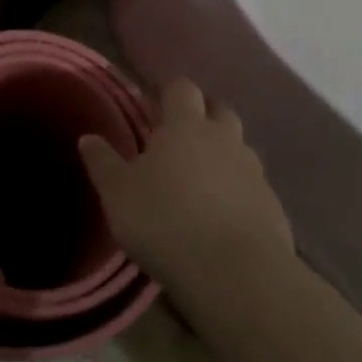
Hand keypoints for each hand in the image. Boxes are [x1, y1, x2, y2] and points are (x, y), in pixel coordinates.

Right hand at [79, 79, 292, 296]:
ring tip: (201, 180)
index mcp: (185, 126)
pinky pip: (253, 187)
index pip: (182, 89)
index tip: (155, 105)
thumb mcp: (118, 194)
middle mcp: (225, 139)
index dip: (169, 93)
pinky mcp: (273, 207)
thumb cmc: (165, 221)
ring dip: (223, 155)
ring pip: (240, 149)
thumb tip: (87, 138)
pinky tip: (223, 217)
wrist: (234, 273)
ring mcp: (254, 172)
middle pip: (220, 111)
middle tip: (180, 138)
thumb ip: (103, 163)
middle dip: (203, 116)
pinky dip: (239, 192)